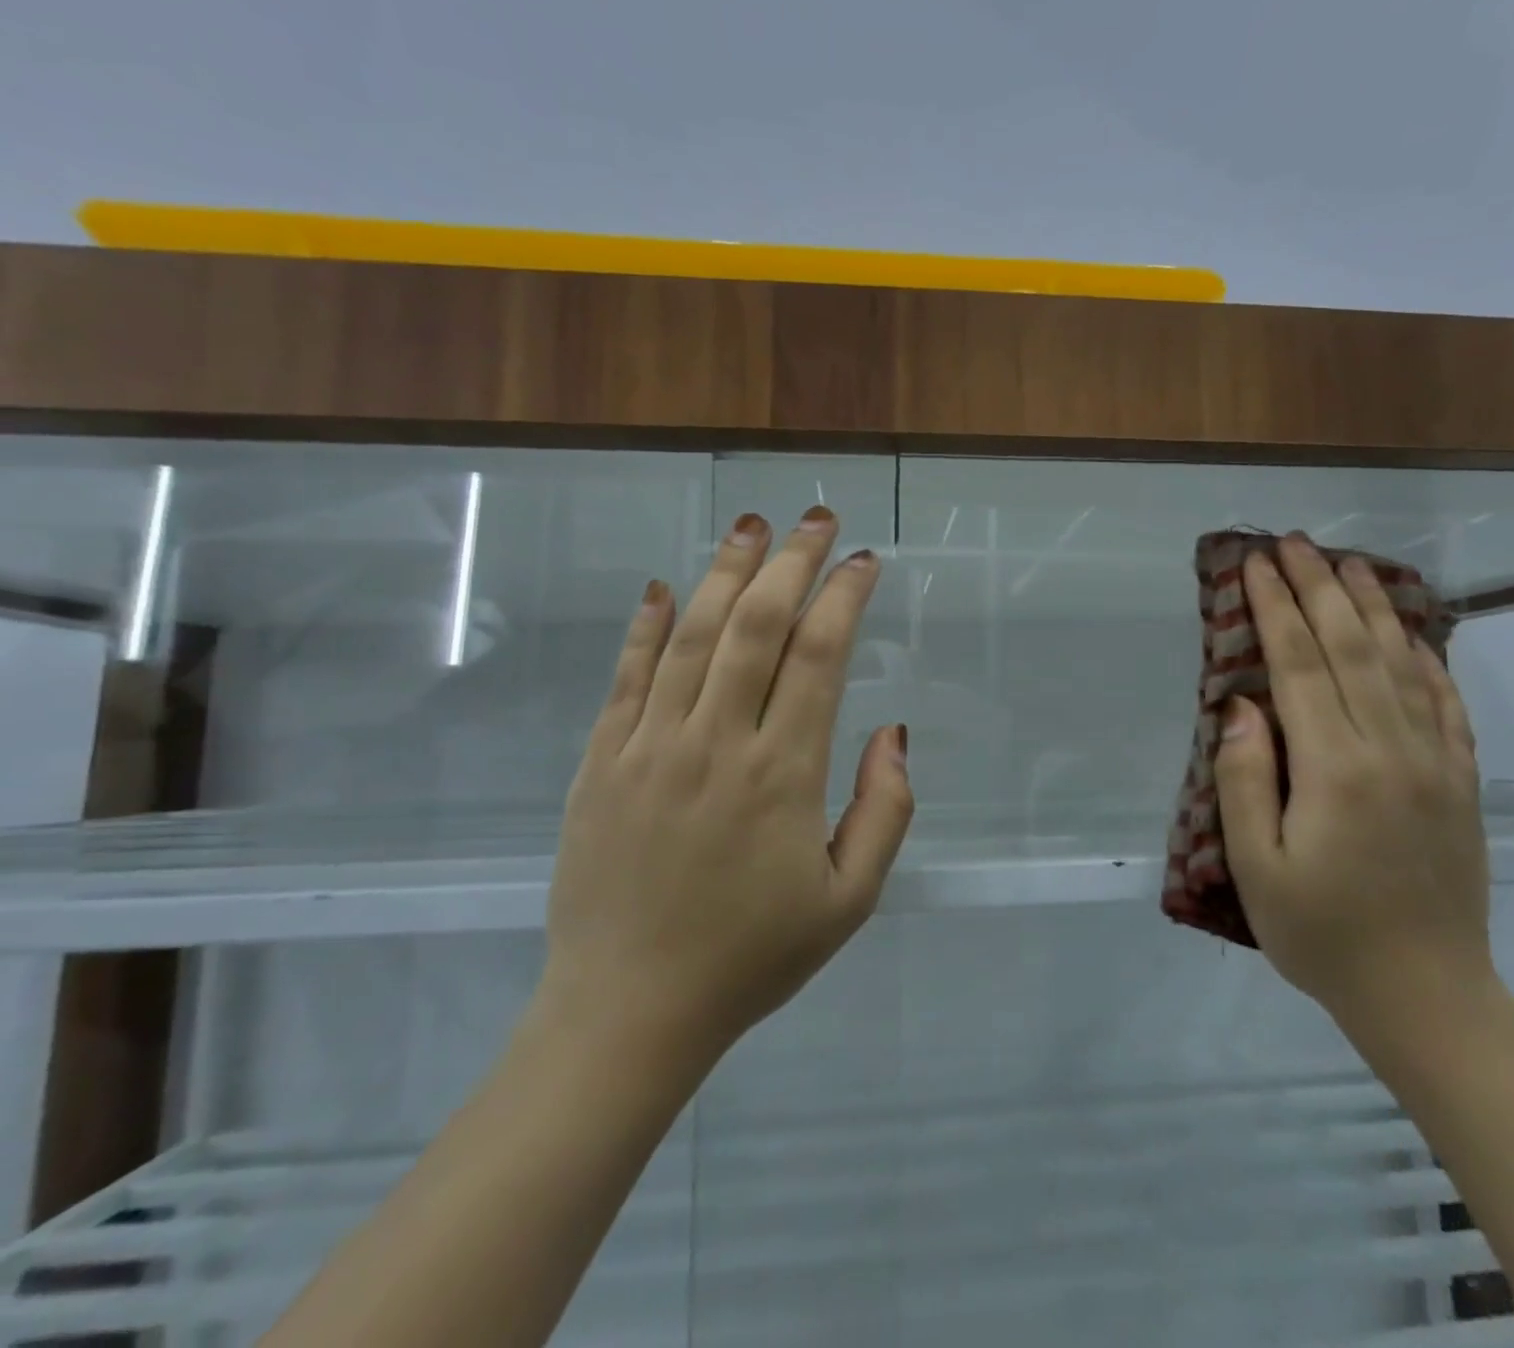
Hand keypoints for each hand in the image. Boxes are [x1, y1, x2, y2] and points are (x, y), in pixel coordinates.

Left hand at [538, 507, 912, 1064]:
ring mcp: (649, 747)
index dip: (845, 598)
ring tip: (753, 526)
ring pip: (691, 635)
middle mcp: (716, 743)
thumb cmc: (751, 957)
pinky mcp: (601, 762)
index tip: (865, 562)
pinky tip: (661, 587)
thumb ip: (886, 811)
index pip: (820, 657)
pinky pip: (626, 678)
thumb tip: (893, 730)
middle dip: (792, 562)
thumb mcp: (849, 900)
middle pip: (757, 626)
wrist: (628, 1013)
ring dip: (726, 573)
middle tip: (817, 518)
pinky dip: (645, 626)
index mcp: (782, 774)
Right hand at [1214, 533, 1494, 1031]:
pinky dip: (1426, 659)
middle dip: (1318, 589)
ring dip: (1372, 607)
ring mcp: (1435, 763)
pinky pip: (1446, 704)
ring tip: (1348, 564)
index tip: (1255, 565)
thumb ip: (1244, 778)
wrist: (1426, 996)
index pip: (1299, 666)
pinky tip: (1412, 634)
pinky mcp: (1460, 783)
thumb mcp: (1256, 866)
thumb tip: (1241, 706)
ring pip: (1402, 664)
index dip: (1275, 609)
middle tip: (1294, 543)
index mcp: (1335, 769)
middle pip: (1352, 648)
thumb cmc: (1321, 934)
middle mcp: (1391, 750)